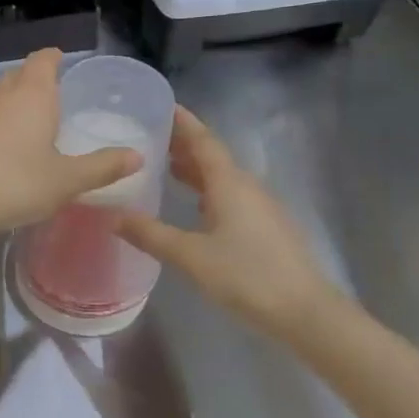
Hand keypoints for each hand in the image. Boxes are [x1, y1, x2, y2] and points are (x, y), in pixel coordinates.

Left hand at [0, 49, 140, 242]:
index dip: (53, 58)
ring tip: (21, 128)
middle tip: (48, 101)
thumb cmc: (17, 184)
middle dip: (31, 83)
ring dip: (6, 106)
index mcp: (31, 95)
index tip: (60, 60)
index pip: (43, 61)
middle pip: (16, 76)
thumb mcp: (67, 180)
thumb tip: (137, 156)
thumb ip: (102, 166)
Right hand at [116, 107, 348, 336]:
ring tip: (166, 167)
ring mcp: (261, 208)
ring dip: (196, 170)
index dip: (183, 123)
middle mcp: (247, 187)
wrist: (305, 312)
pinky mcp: (267, 228)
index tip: (162, 105)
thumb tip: (114, 216)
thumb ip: (151, 234)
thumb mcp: (190, 256)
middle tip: (152, 138)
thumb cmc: (246, 275)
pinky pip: (231, 196)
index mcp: (229, 183)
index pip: (203, 141)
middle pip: (213, 157)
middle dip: (184, 145)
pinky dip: (208, 191)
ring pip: (223, 178)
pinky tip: (195, 206)